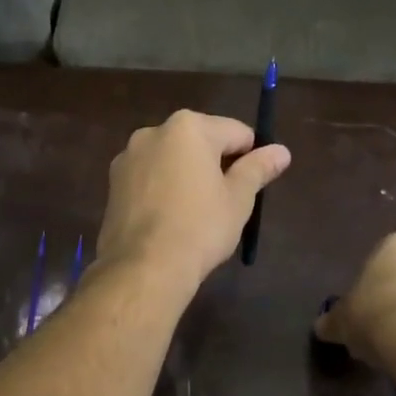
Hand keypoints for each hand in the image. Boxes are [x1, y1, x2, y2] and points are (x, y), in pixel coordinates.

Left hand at [96, 110, 291, 289]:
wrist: (144, 267)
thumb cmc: (200, 227)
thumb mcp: (238, 198)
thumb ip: (258, 168)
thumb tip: (282, 151)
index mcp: (188, 127)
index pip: (236, 132)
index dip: (251, 156)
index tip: (254, 184)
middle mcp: (154, 132)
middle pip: (200, 141)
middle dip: (216, 164)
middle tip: (226, 201)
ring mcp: (128, 157)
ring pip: (172, 160)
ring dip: (187, 176)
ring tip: (196, 214)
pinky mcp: (113, 183)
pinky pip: (150, 178)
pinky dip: (163, 189)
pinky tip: (170, 220)